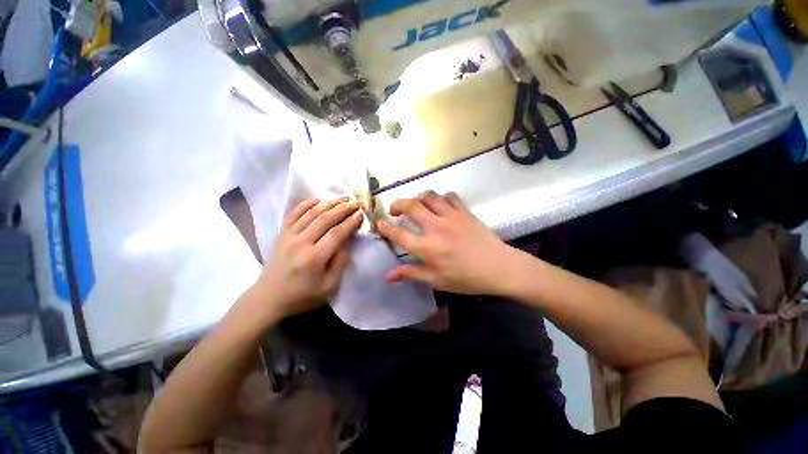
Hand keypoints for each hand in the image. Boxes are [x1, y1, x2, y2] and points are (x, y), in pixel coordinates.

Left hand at [248, 197, 362, 321]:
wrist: (268, 298)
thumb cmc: (301, 296)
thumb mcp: (328, 288)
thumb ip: (340, 265)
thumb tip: (345, 244)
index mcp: (314, 258)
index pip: (336, 233)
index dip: (350, 222)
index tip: (361, 214)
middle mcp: (301, 243)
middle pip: (325, 219)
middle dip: (343, 209)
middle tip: (356, 203)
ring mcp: (289, 236)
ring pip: (311, 213)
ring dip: (329, 203)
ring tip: (343, 197)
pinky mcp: (281, 234)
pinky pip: (293, 214)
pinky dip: (306, 204)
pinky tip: (318, 198)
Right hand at [376, 191, 521, 294]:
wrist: (499, 267)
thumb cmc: (466, 278)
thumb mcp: (436, 281)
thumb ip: (411, 274)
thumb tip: (388, 276)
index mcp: (427, 247)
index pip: (398, 233)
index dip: (384, 226)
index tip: (378, 223)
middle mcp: (435, 227)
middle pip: (410, 206)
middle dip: (397, 204)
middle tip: (394, 210)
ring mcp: (451, 216)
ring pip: (428, 195)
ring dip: (417, 197)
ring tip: (416, 205)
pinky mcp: (464, 211)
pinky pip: (449, 196)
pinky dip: (440, 198)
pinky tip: (440, 205)